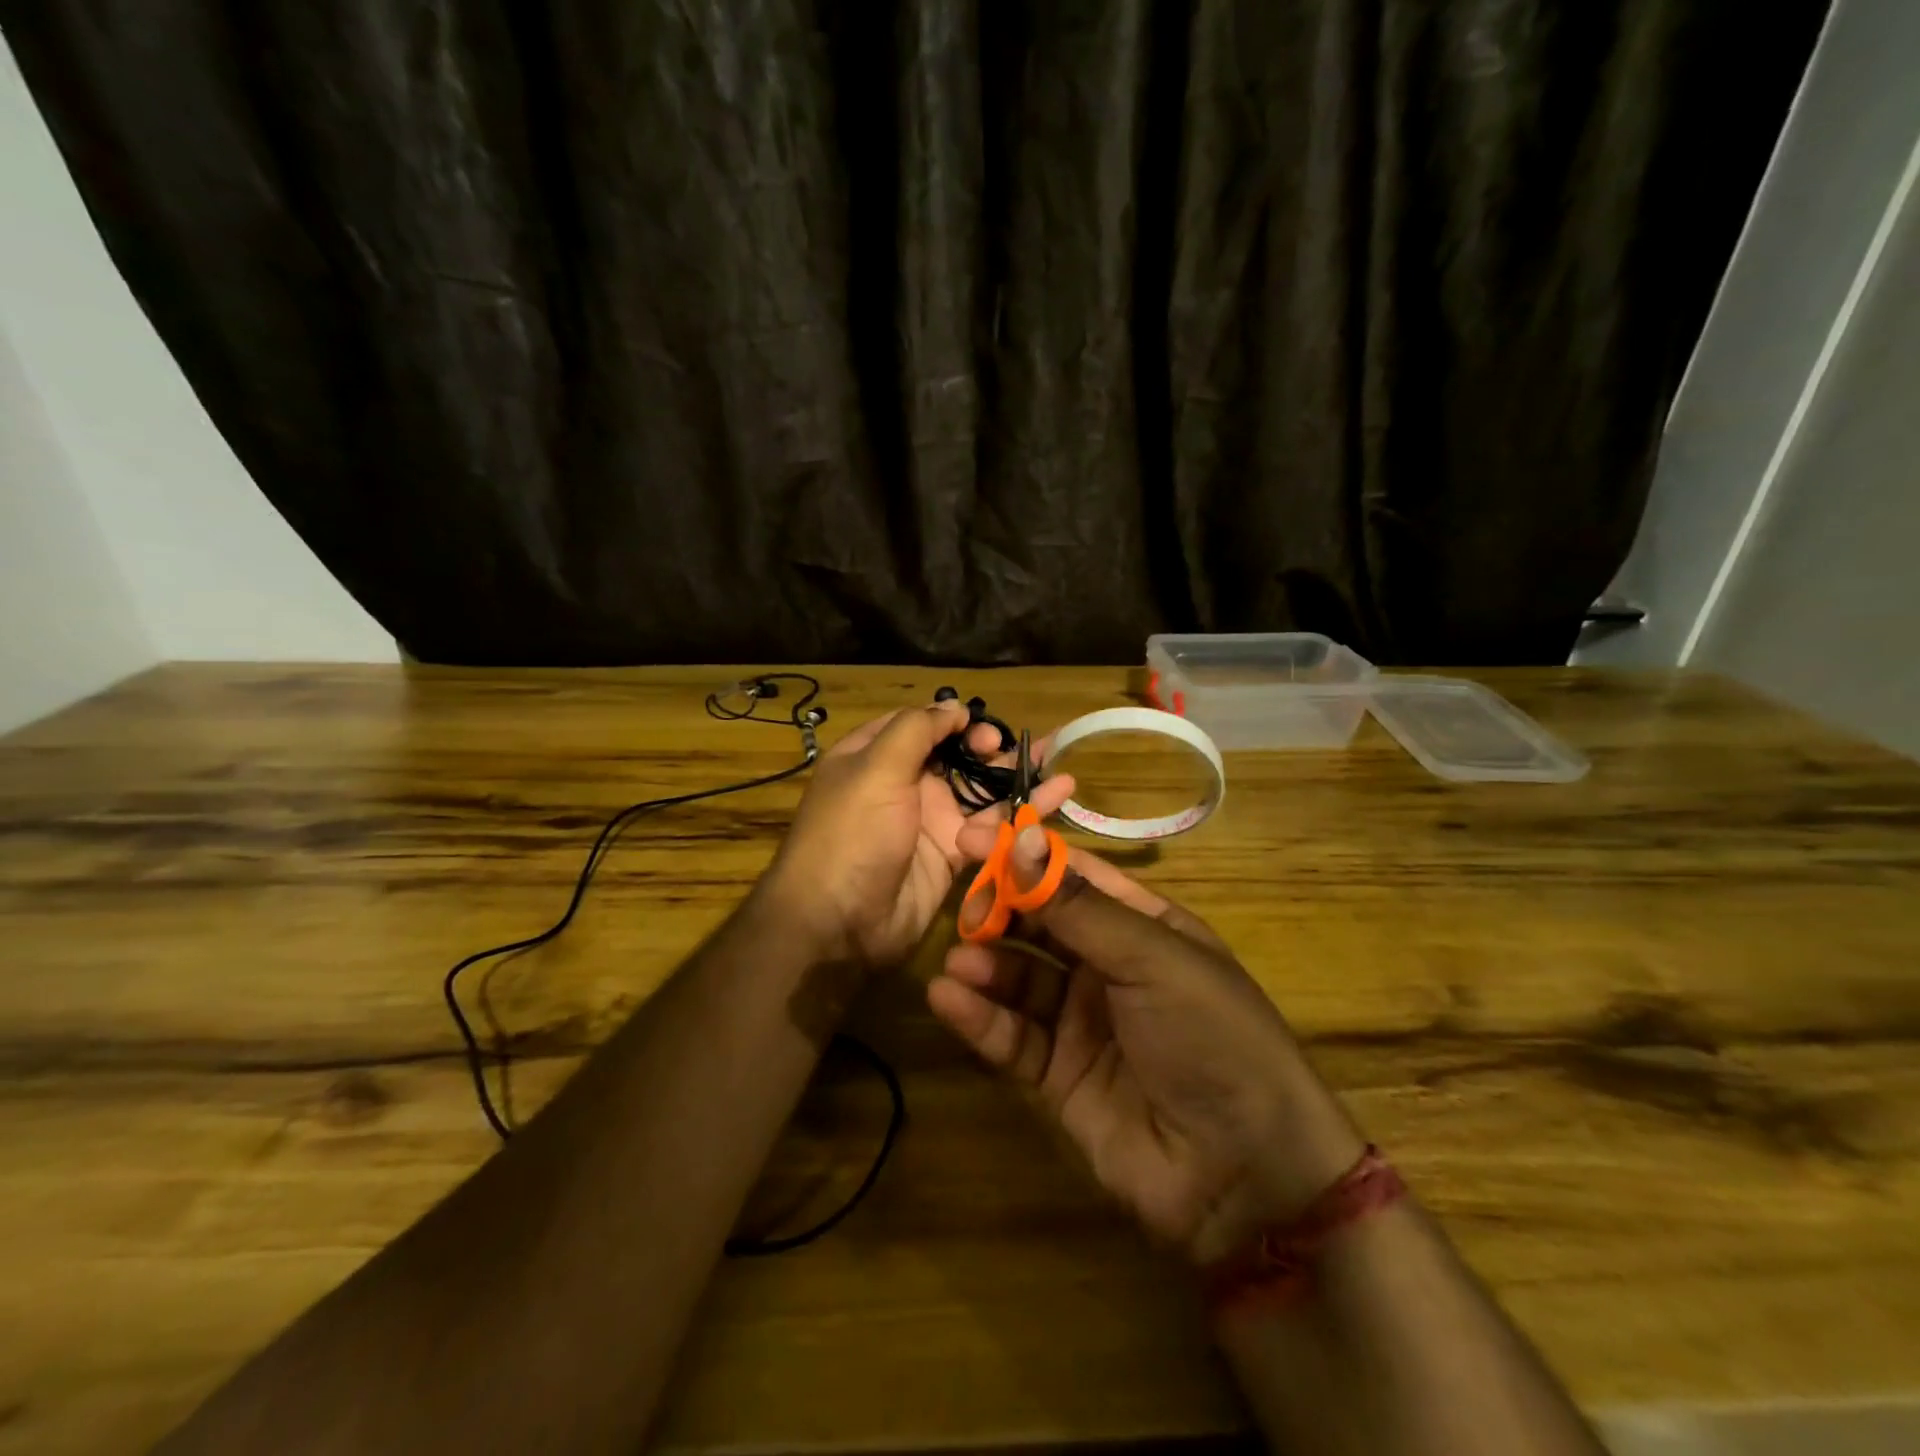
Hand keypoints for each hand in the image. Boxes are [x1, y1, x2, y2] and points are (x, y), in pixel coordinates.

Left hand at [760, 700, 1076, 964]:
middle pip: (957, 756)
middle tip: (1011, 751)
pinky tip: (1057, 797)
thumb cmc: (852, 834)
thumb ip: (917, 730)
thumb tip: (953, 707)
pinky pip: (992, 828)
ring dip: (1017, 778)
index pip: (920, 724)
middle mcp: (904, 784)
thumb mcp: (875, 768)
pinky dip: (1022, 814)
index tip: (981, 725)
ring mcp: (930, 820)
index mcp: (875, 756)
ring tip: (1058, 764)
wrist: (840, 923)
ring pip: (981, 791)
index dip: (953, 720)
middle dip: (989, 749)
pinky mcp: (954, 854)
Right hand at [928, 833, 1367, 1263]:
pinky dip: (980, 1017)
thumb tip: (1023, 839)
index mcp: (1144, 926)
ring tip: (959, 962)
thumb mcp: (1150, 958)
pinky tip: (949, 999)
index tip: (972, 838)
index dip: (1025, 856)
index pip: (1074, 877)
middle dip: (1000, 912)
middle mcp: (1110, 967)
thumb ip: (1078, 906)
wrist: (1245, 1174)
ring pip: (1021, 979)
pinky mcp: (1059, 1075)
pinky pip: (1013, 1036)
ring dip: (986, 965)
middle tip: (965, 912)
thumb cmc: (1210, 1036)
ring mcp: (1083, 1022)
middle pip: (1040, 925)